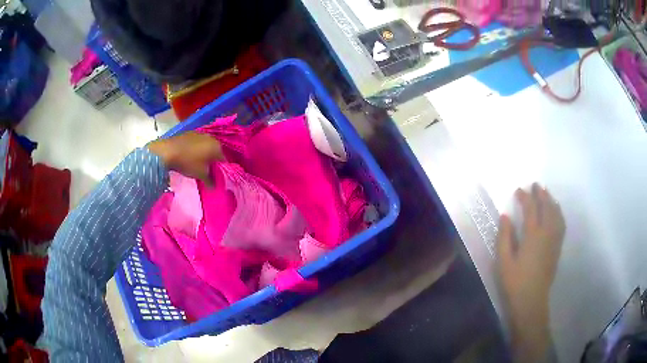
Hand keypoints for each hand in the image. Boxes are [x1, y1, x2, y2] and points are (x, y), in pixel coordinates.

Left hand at [147, 132, 223, 183]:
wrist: (167, 151)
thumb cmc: (188, 162)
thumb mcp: (201, 175)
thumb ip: (210, 181)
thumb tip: (214, 187)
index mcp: (217, 146)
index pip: (224, 160)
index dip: (221, 170)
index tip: (217, 177)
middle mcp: (211, 137)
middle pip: (216, 152)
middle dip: (213, 161)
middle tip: (208, 171)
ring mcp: (200, 133)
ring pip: (206, 146)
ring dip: (205, 154)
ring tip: (198, 164)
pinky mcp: (190, 133)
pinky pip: (198, 143)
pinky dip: (197, 149)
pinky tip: (191, 157)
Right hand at [497, 183, 564, 361]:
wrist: (531, 300)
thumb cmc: (515, 282)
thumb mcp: (504, 261)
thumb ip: (504, 237)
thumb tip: (505, 216)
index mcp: (532, 235)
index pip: (531, 209)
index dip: (525, 197)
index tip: (519, 190)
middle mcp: (546, 233)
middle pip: (546, 207)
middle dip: (541, 194)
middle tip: (535, 185)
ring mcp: (554, 240)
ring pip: (556, 214)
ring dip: (551, 201)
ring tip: (546, 194)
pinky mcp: (557, 247)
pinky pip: (561, 224)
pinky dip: (559, 213)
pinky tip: (556, 212)